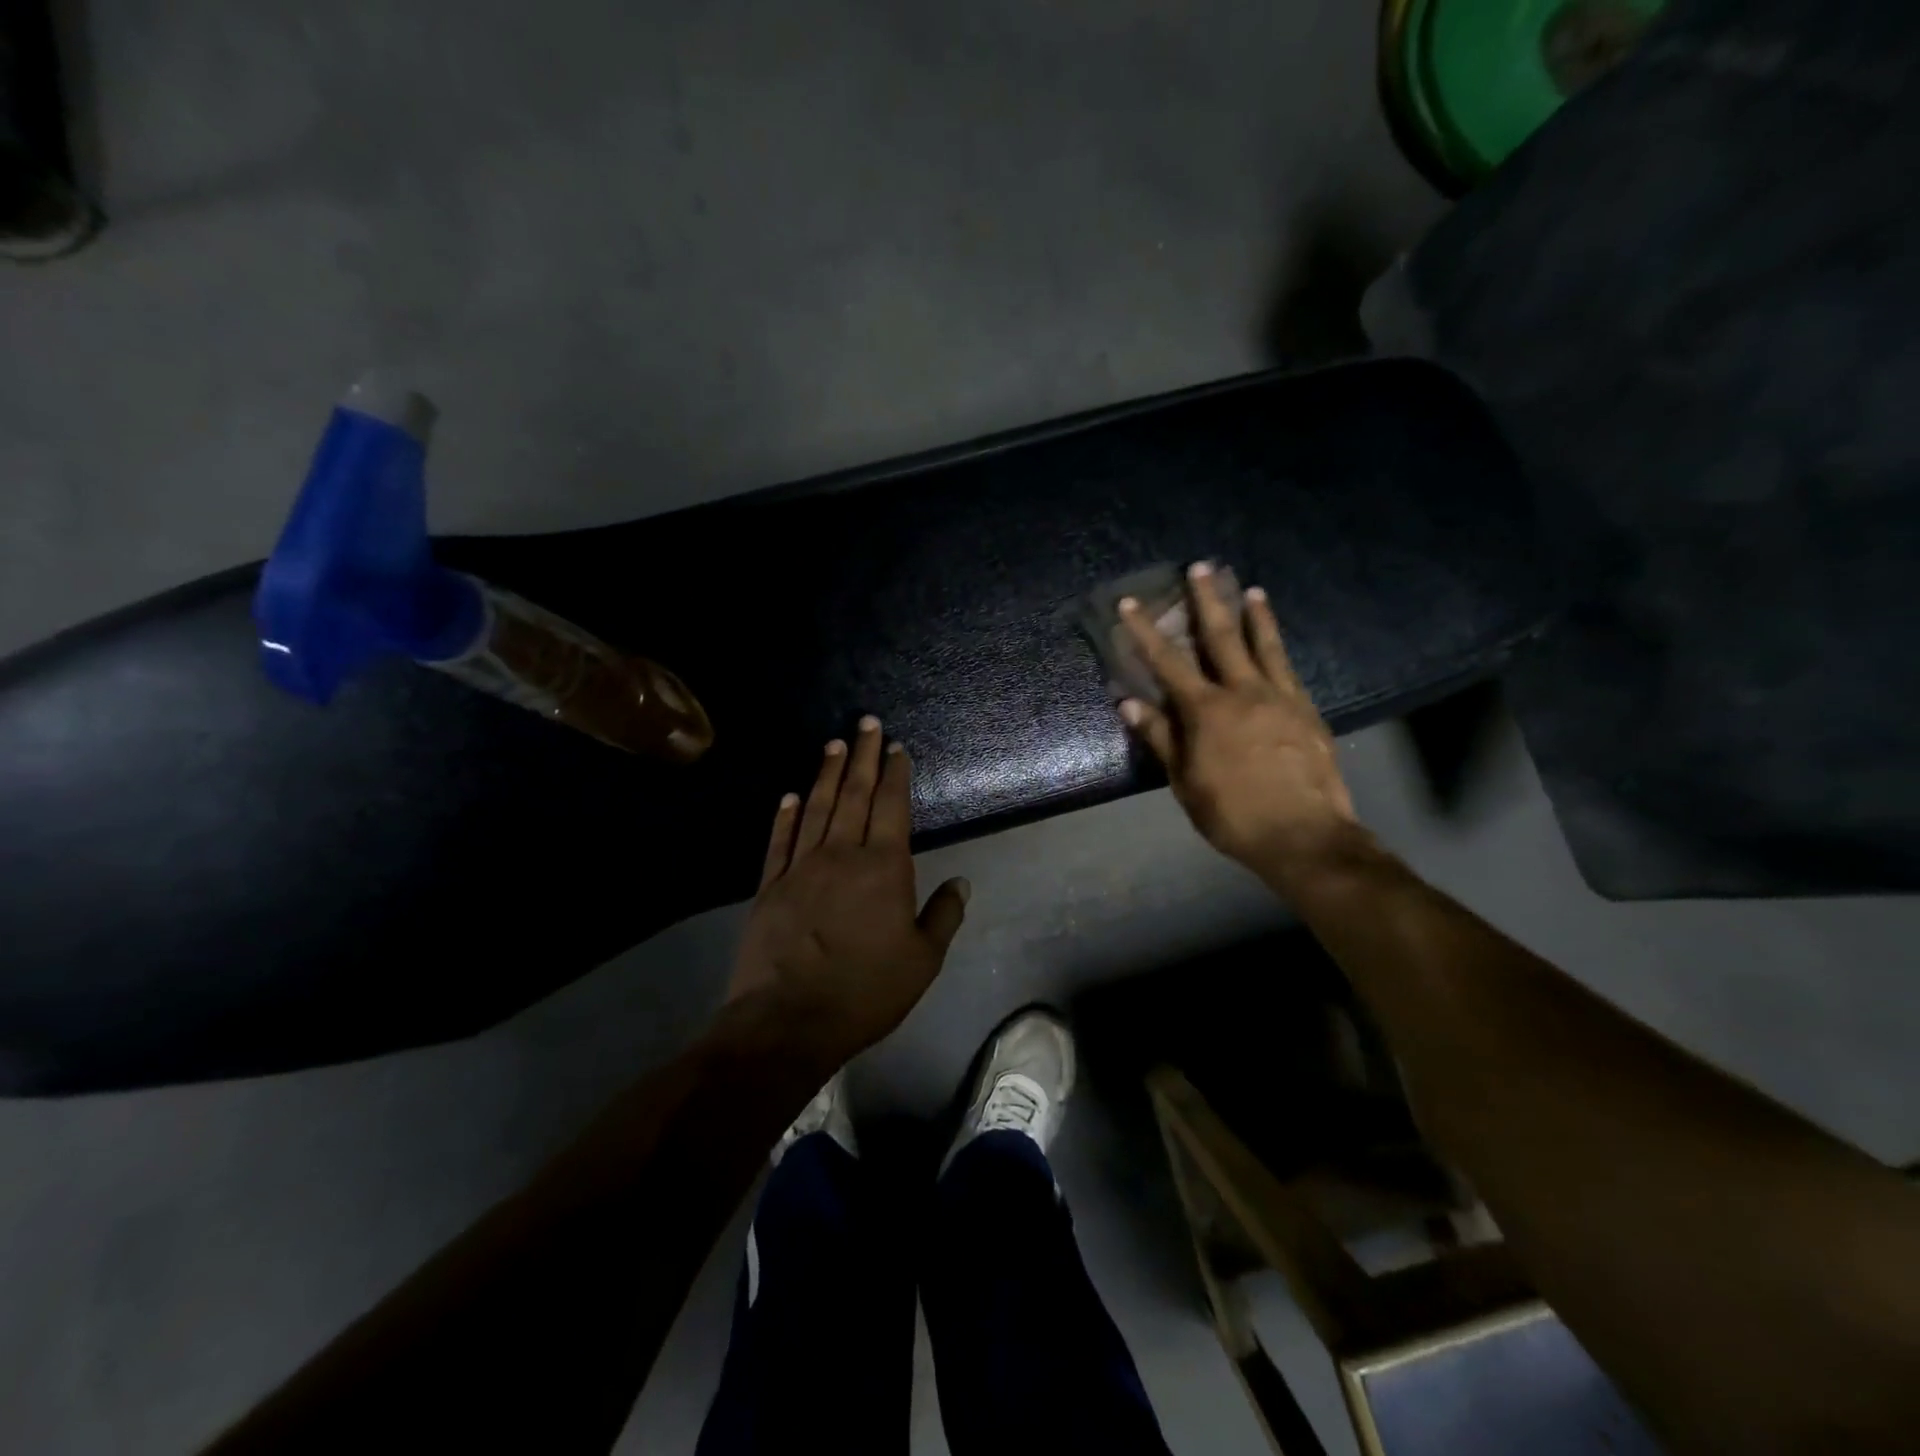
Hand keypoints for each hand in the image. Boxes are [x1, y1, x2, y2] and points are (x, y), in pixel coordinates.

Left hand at [728, 717, 970, 1067]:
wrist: (788, 1020)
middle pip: (854, 794)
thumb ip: (943, 916)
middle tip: (866, 722)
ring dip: (826, 773)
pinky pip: (778, 841)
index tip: (896, 747)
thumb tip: (961, 881)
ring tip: (833, 744)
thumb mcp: (922, 961)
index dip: (895, 774)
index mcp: (884, 868)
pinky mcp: (769, 886)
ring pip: (816, 808)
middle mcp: (842, 854)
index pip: (892, 807)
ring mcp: (800, 867)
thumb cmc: (865, 991)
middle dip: (862, 756)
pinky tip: (789, 795)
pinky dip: (785, 815)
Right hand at [1118, 562, 1360, 881]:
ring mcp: (1280, 698)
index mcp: (1206, 710)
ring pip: (1265, 645)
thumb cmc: (1232, 813)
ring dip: (1255, 614)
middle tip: (1201, 567)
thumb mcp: (1184, 780)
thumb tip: (1129, 702)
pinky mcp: (1307, 711)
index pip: (1168, 662)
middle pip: (1222, 637)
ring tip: (1251, 588)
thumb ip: (1160, 736)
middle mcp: (1244, 692)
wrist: (1303, 834)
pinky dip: (1279, 649)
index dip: (1145, 631)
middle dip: (1207, 600)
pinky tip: (1277, 642)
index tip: (1131, 603)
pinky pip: (1289, 669)